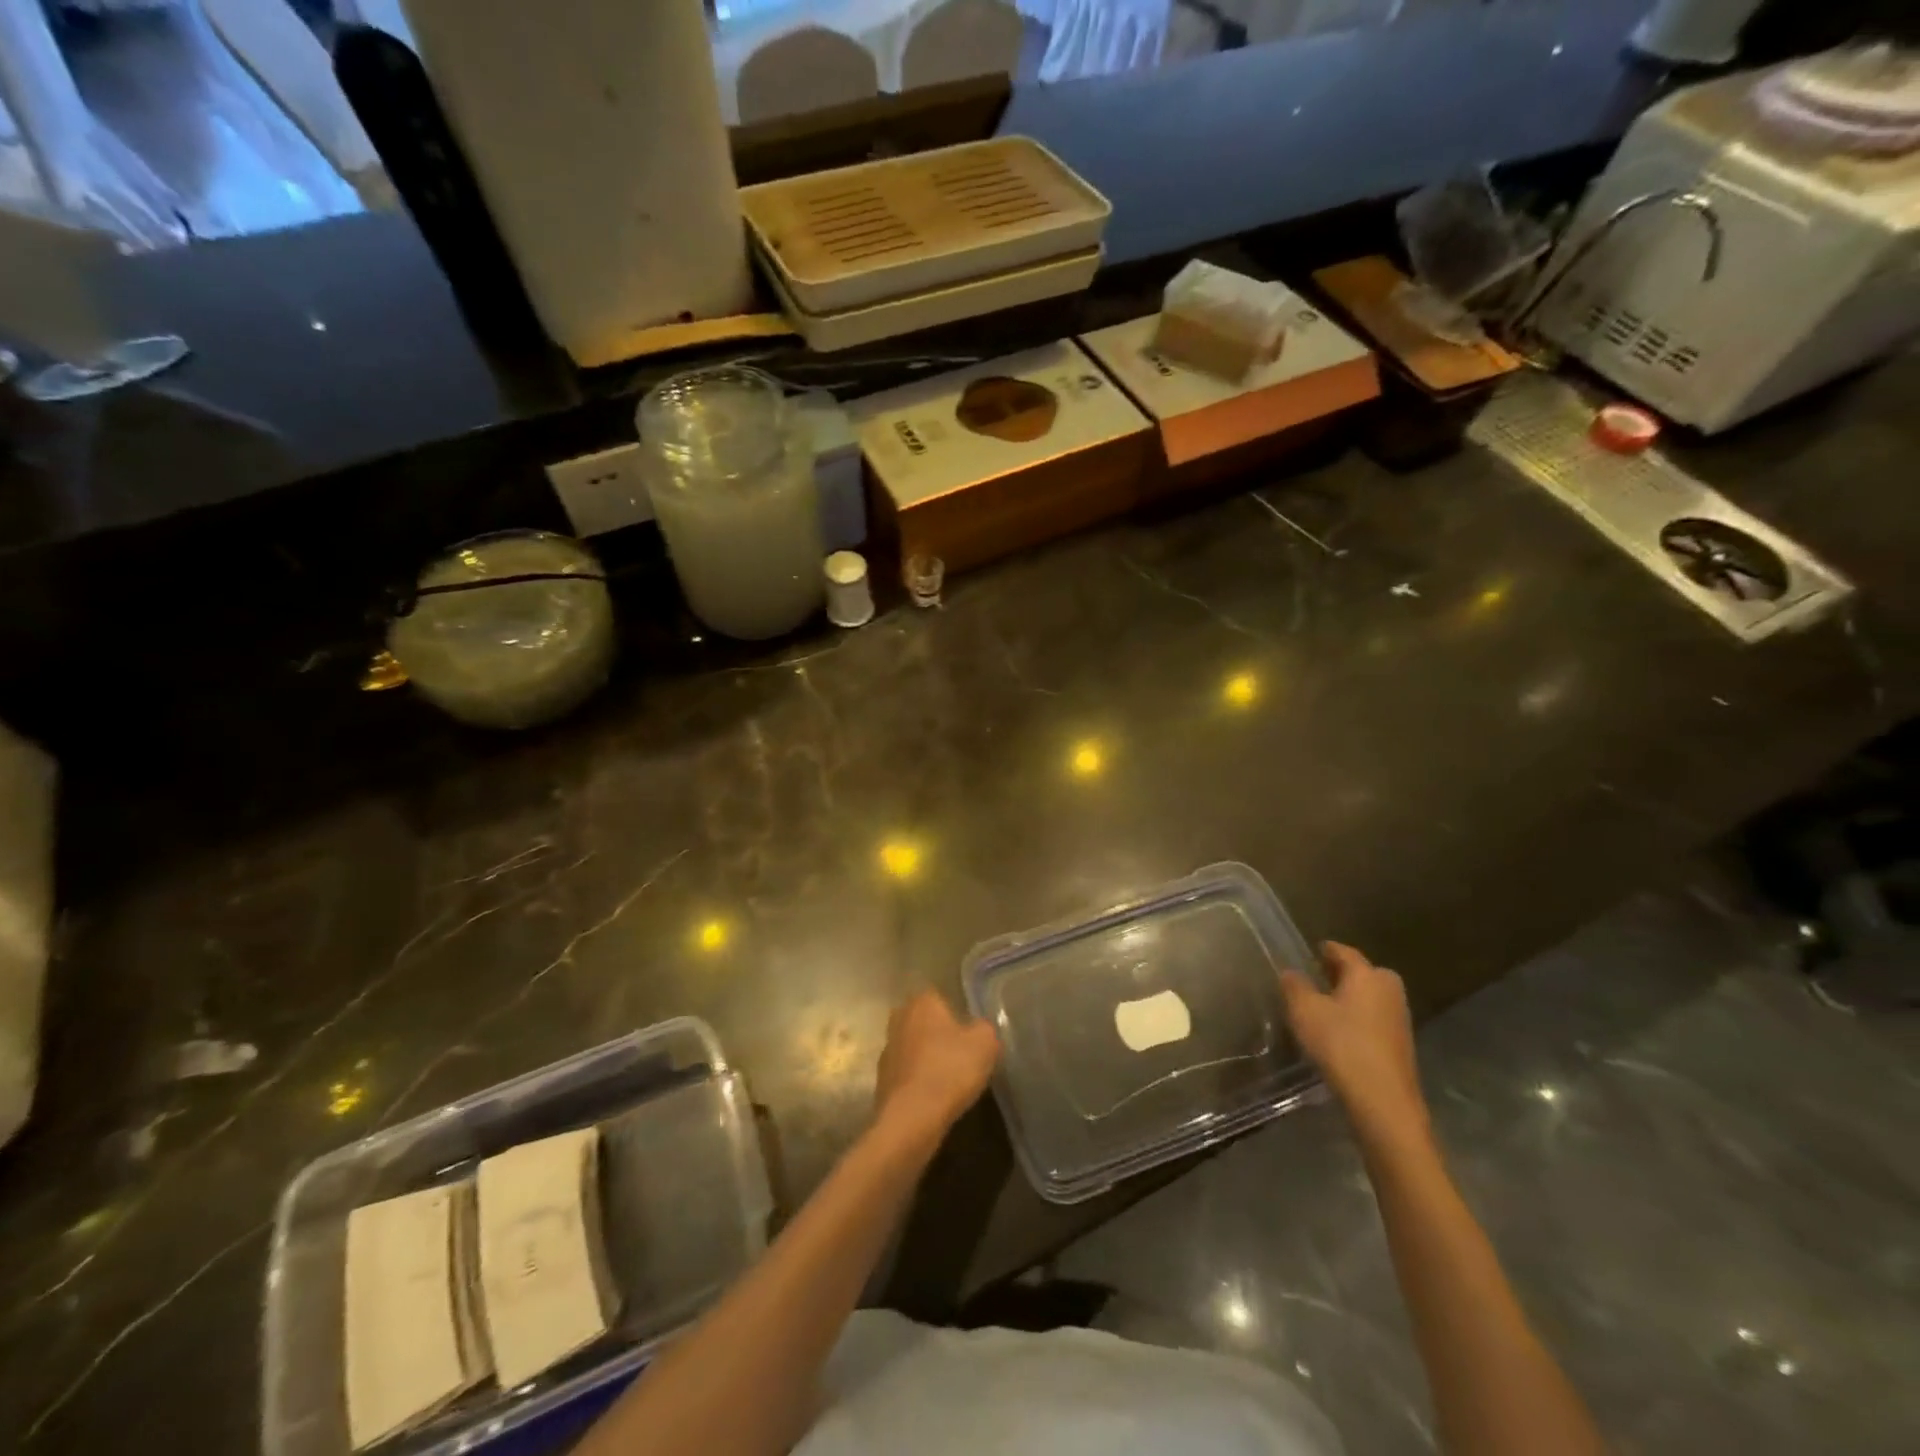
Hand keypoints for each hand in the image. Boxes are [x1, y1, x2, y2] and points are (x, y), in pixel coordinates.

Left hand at [874, 990, 1000, 1147]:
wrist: (912, 1118)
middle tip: (961, 1054)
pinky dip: (919, 1082)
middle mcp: (899, 1018)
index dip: (957, 1014)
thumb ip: (985, 1029)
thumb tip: (979, 1030)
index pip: (940, 997)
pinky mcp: (882, 1080)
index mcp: (922, 1002)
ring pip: (914, 1048)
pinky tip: (935, 1098)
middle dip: (940, 1035)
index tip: (969, 1034)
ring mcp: (887, 1050)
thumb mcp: (985, 1044)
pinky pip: (908, 1074)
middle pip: (925, 1022)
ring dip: (928, 1059)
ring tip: (951, 1080)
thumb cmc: (950, 1070)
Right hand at [1280, 942, 1427, 1140]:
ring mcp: (1399, 1017)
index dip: (1323, 950)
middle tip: (1314, 980)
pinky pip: (1374, 1018)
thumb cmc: (1341, 1045)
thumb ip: (1295, 986)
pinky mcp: (1401, 1043)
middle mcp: (1388, 989)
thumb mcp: (1305, 1011)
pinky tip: (1340, 1033)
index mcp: (1367, 974)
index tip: (1307, 953)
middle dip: (1339, 974)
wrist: (1383, 1101)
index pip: (1342, 951)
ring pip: (1369, 996)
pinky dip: (1358, 1018)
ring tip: (1323, 1008)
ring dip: (1349, 998)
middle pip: (1361, 972)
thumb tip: (1291, 972)